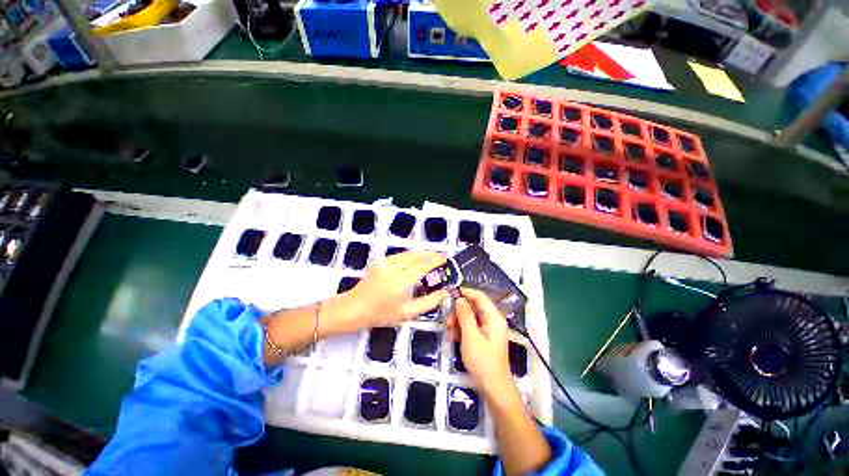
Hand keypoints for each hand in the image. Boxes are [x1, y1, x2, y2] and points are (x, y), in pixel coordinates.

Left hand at [333, 251, 448, 332]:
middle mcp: (393, 266)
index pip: (423, 265)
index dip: (437, 261)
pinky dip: (413, 257)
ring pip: (410, 253)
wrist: (353, 308)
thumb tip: (444, 292)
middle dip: (432, 255)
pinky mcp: (382, 260)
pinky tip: (418, 263)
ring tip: (434, 260)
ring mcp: (386, 261)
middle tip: (443, 260)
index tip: (448, 261)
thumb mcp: (407, 313)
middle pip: (418, 255)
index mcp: (400, 280)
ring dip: (423, 255)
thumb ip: (429, 302)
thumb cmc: (380, 314)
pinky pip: (402, 255)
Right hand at [447, 287, 511, 393]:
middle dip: (459, 311)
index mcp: (494, 317)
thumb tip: (459, 299)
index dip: (465, 292)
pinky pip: (472, 326)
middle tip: (447, 322)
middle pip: (474, 306)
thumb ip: (465, 316)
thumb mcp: (471, 337)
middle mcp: (493, 319)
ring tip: (449, 333)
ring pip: (471, 316)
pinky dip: (462, 330)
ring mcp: (489, 328)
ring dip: (458, 322)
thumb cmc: (483, 362)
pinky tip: (454, 338)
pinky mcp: (485, 336)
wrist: (494, 387)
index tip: (450, 295)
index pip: (479, 296)